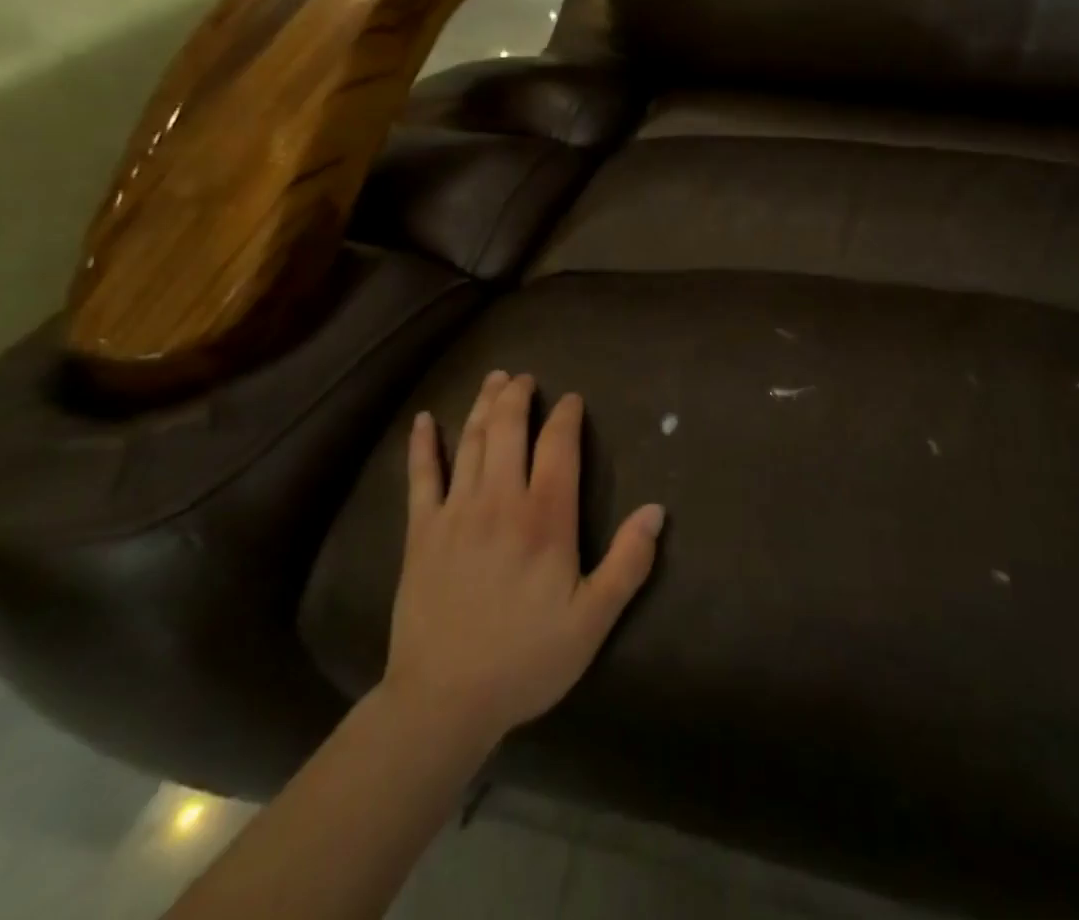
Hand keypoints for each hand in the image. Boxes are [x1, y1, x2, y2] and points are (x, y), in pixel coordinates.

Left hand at [380, 371, 664, 751]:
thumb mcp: (592, 621)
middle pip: (508, 430)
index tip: (571, 398)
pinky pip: (421, 476)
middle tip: (524, 377)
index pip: (559, 446)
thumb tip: (657, 511)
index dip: (566, 415)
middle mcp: (500, 500)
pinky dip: (423, 445)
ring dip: (482, 405)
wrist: (444, 700)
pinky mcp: (421, 531)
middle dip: (517, 396)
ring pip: (470, 442)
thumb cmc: (526, 659)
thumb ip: (628, 563)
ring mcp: (456, 512)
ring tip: (493, 379)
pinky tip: (422, 421)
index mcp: (545, 518)